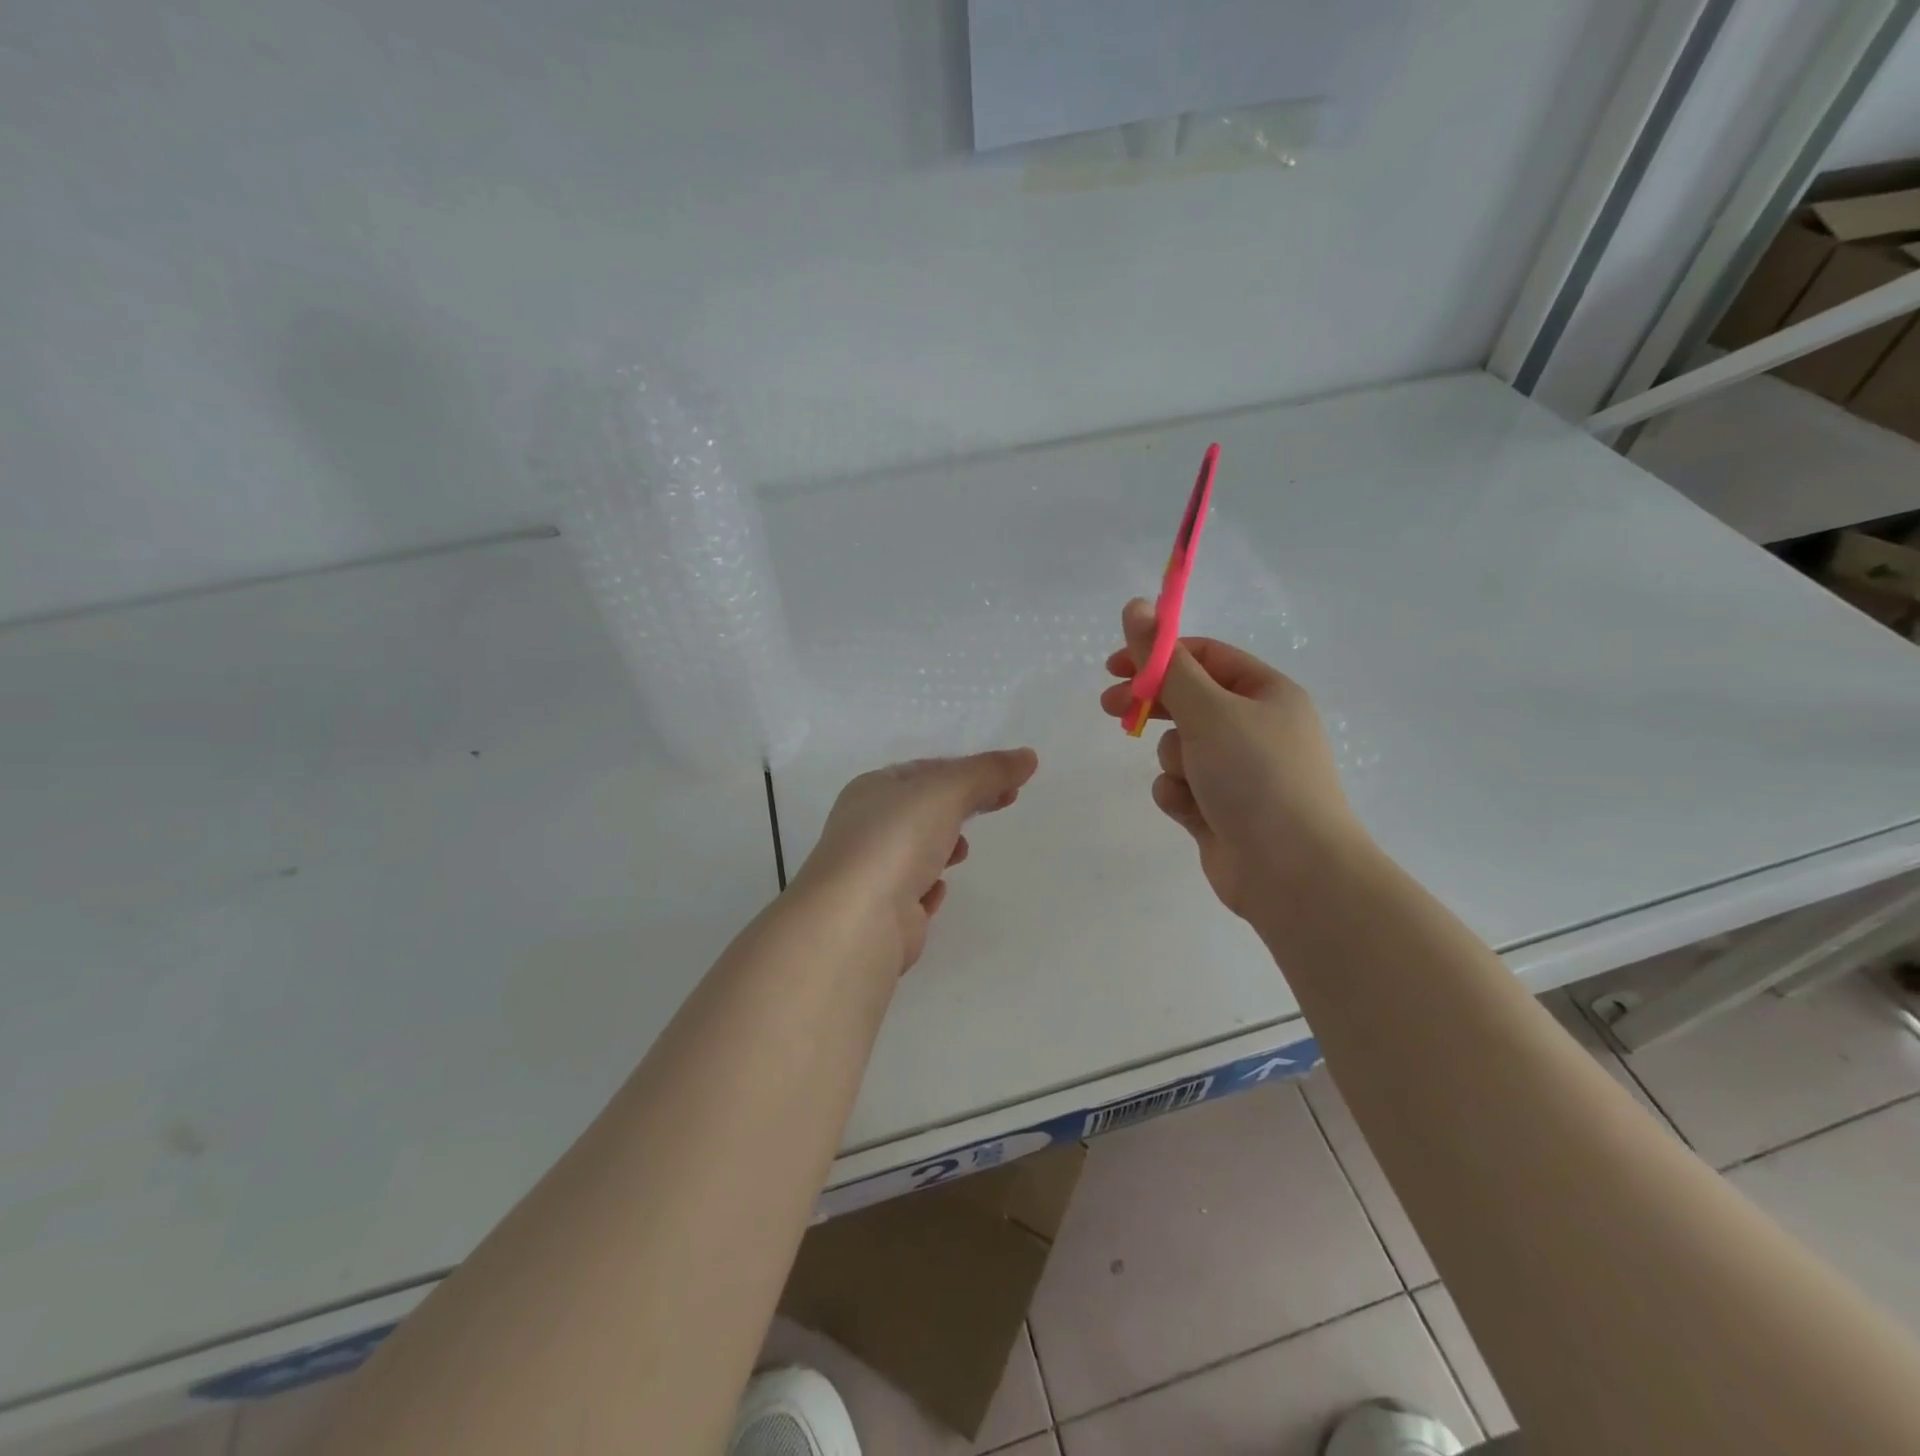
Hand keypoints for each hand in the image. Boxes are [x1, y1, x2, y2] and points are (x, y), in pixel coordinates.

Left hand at [792, 749, 1039, 971]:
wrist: (858, 918)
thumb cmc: (898, 840)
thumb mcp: (946, 792)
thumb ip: (987, 773)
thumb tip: (1028, 756)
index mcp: (873, 788)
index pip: (926, 770)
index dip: (969, 770)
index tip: (1010, 780)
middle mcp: (867, 826)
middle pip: (924, 808)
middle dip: (961, 805)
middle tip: (1002, 804)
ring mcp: (872, 871)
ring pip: (916, 849)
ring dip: (943, 845)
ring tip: (962, 852)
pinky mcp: (883, 912)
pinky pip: (911, 892)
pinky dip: (928, 887)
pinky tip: (938, 890)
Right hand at [1099, 599, 1363, 919]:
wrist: (1293, 874)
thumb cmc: (1256, 777)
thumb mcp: (1207, 710)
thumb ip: (1164, 663)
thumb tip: (1135, 607)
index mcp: (1265, 693)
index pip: (1204, 658)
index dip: (1158, 656)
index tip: (1115, 665)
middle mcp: (1255, 728)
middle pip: (1188, 702)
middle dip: (1152, 706)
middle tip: (1111, 707)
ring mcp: (1238, 773)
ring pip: (1179, 749)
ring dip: (1174, 761)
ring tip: (1191, 782)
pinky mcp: (1220, 811)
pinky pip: (1180, 788)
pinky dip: (1179, 796)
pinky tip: (1193, 812)